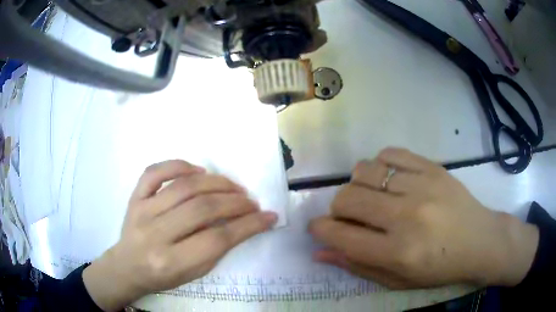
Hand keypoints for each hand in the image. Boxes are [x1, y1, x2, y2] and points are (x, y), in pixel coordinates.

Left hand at [83, 160, 277, 310]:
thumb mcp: (194, 273)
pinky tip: (198, 170)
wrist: (127, 267)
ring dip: (216, 183)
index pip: (218, 239)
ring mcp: (142, 211)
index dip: (248, 225)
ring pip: (184, 187)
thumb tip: (245, 223)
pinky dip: (178, 165)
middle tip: (251, 202)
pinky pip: (155, 172)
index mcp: (172, 262)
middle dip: (236, 202)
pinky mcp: (134, 197)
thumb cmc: (162, 276)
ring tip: (234, 187)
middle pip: (202, 209)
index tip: (268, 216)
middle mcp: (155, 234)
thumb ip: (217, 249)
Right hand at [310, 148, 538, 288]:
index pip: (342, 236)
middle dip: (337, 208)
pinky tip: (389, 179)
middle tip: (348, 216)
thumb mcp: (398, 280)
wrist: (481, 240)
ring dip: (357, 184)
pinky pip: (390, 154)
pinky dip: (379, 165)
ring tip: (371, 196)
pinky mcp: (432, 167)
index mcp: (399, 252)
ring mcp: (422, 186)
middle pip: (348, 198)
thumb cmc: (440, 268)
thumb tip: (320, 252)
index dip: (321, 230)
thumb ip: (357, 266)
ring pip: (365, 170)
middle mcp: (408, 217)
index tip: (318, 228)